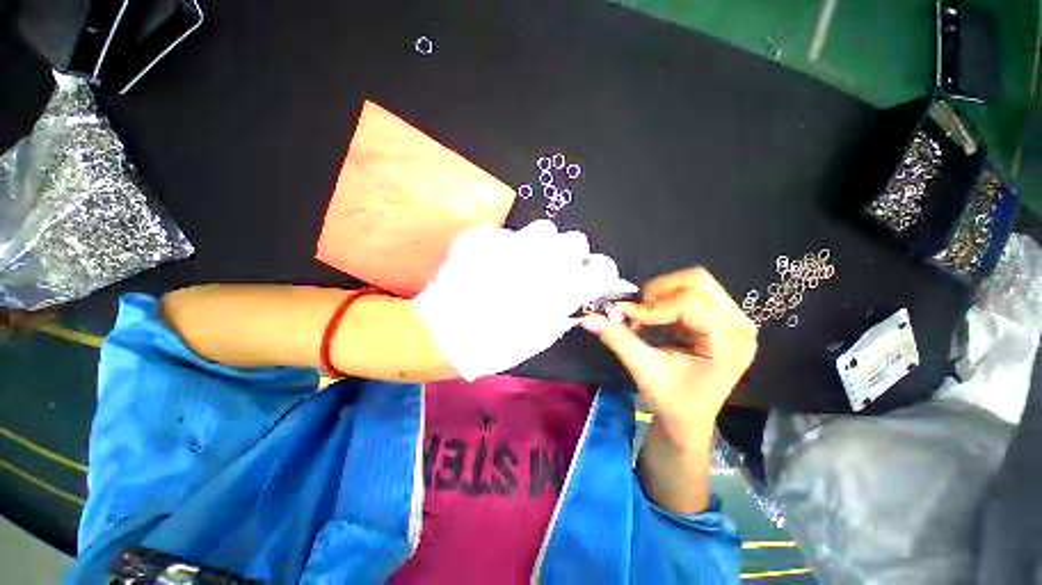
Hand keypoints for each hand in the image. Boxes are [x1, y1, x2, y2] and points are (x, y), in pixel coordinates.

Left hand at [412, 220, 635, 380]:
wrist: (445, 334)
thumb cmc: (497, 345)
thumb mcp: (540, 336)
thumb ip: (563, 311)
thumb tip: (574, 297)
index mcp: (562, 289)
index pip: (602, 268)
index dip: (599, 273)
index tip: (589, 277)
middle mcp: (545, 260)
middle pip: (576, 240)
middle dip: (570, 254)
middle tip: (554, 268)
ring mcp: (513, 243)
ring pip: (545, 228)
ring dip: (542, 243)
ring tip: (525, 259)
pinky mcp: (488, 237)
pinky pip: (508, 234)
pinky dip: (507, 246)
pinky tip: (494, 261)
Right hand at [580, 267, 756, 442]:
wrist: (688, 419)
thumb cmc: (672, 402)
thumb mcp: (644, 371)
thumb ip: (618, 339)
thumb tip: (587, 317)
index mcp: (728, 344)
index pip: (690, 304)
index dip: (651, 306)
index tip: (623, 315)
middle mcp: (738, 325)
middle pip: (697, 281)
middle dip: (658, 291)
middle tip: (636, 311)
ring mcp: (732, 319)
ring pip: (694, 281)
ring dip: (660, 293)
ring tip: (642, 315)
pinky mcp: (719, 317)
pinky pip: (690, 291)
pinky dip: (664, 298)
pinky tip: (652, 316)